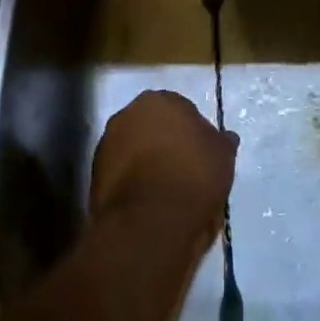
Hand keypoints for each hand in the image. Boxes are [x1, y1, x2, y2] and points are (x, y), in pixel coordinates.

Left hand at [91, 90, 236, 246]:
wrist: (152, 220)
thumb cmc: (194, 176)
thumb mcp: (223, 156)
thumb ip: (221, 141)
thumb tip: (224, 137)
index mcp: (160, 100)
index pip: (180, 109)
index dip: (192, 132)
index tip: (201, 153)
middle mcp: (128, 114)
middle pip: (152, 126)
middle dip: (165, 142)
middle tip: (184, 169)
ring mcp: (107, 144)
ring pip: (134, 150)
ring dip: (146, 162)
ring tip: (166, 190)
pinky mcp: (94, 175)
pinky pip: (121, 173)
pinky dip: (132, 182)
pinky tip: (148, 202)